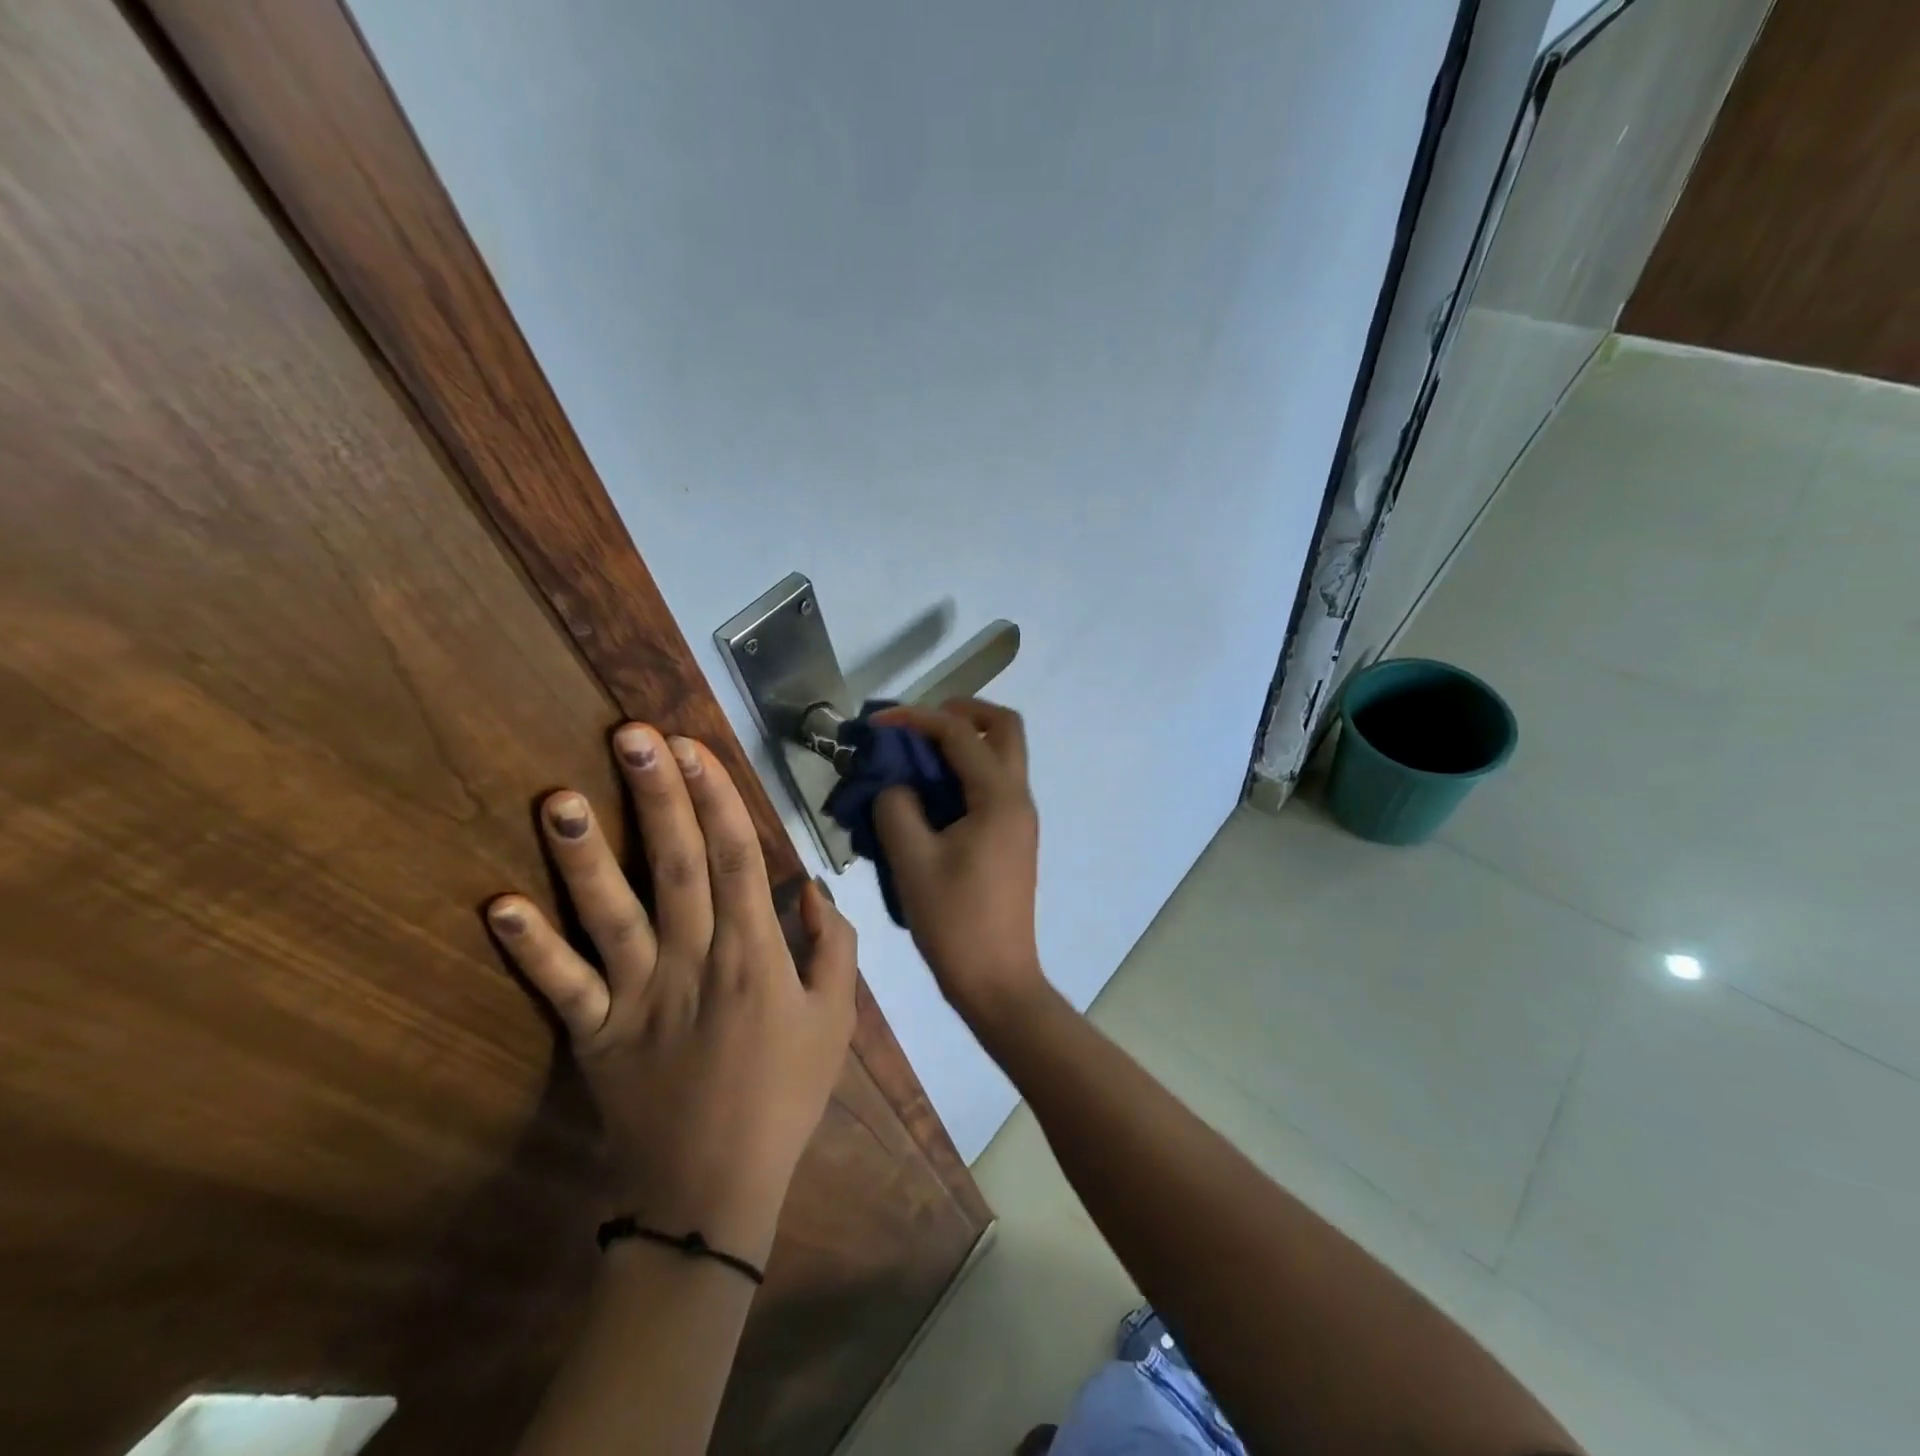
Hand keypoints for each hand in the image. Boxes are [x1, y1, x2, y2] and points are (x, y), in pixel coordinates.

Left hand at [485, 725, 856, 1265]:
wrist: (715, 1190)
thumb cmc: (785, 1095)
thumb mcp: (837, 1020)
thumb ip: (836, 947)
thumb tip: (813, 887)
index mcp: (755, 956)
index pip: (737, 859)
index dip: (717, 798)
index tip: (694, 747)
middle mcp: (694, 962)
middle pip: (678, 866)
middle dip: (657, 797)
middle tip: (632, 736)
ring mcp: (639, 998)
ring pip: (612, 915)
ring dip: (584, 856)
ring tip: (556, 798)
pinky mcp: (596, 1034)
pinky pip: (561, 988)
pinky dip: (529, 949)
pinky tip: (496, 906)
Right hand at [870, 700, 1045, 1027]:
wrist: (997, 980)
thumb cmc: (954, 921)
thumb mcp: (912, 861)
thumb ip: (896, 808)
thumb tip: (895, 785)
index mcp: (999, 798)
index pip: (959, 734)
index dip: (916, 719)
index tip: (878, 723)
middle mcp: (1018, 798)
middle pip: (1003, 728)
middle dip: (962, 713)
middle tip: (918, 725)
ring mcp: (1019, 819)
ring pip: (1002, 755)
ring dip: (964, 743)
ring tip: (916, 757)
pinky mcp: (1012, 838)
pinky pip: (993, 785)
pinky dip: (965, 773)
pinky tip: (928, 795)